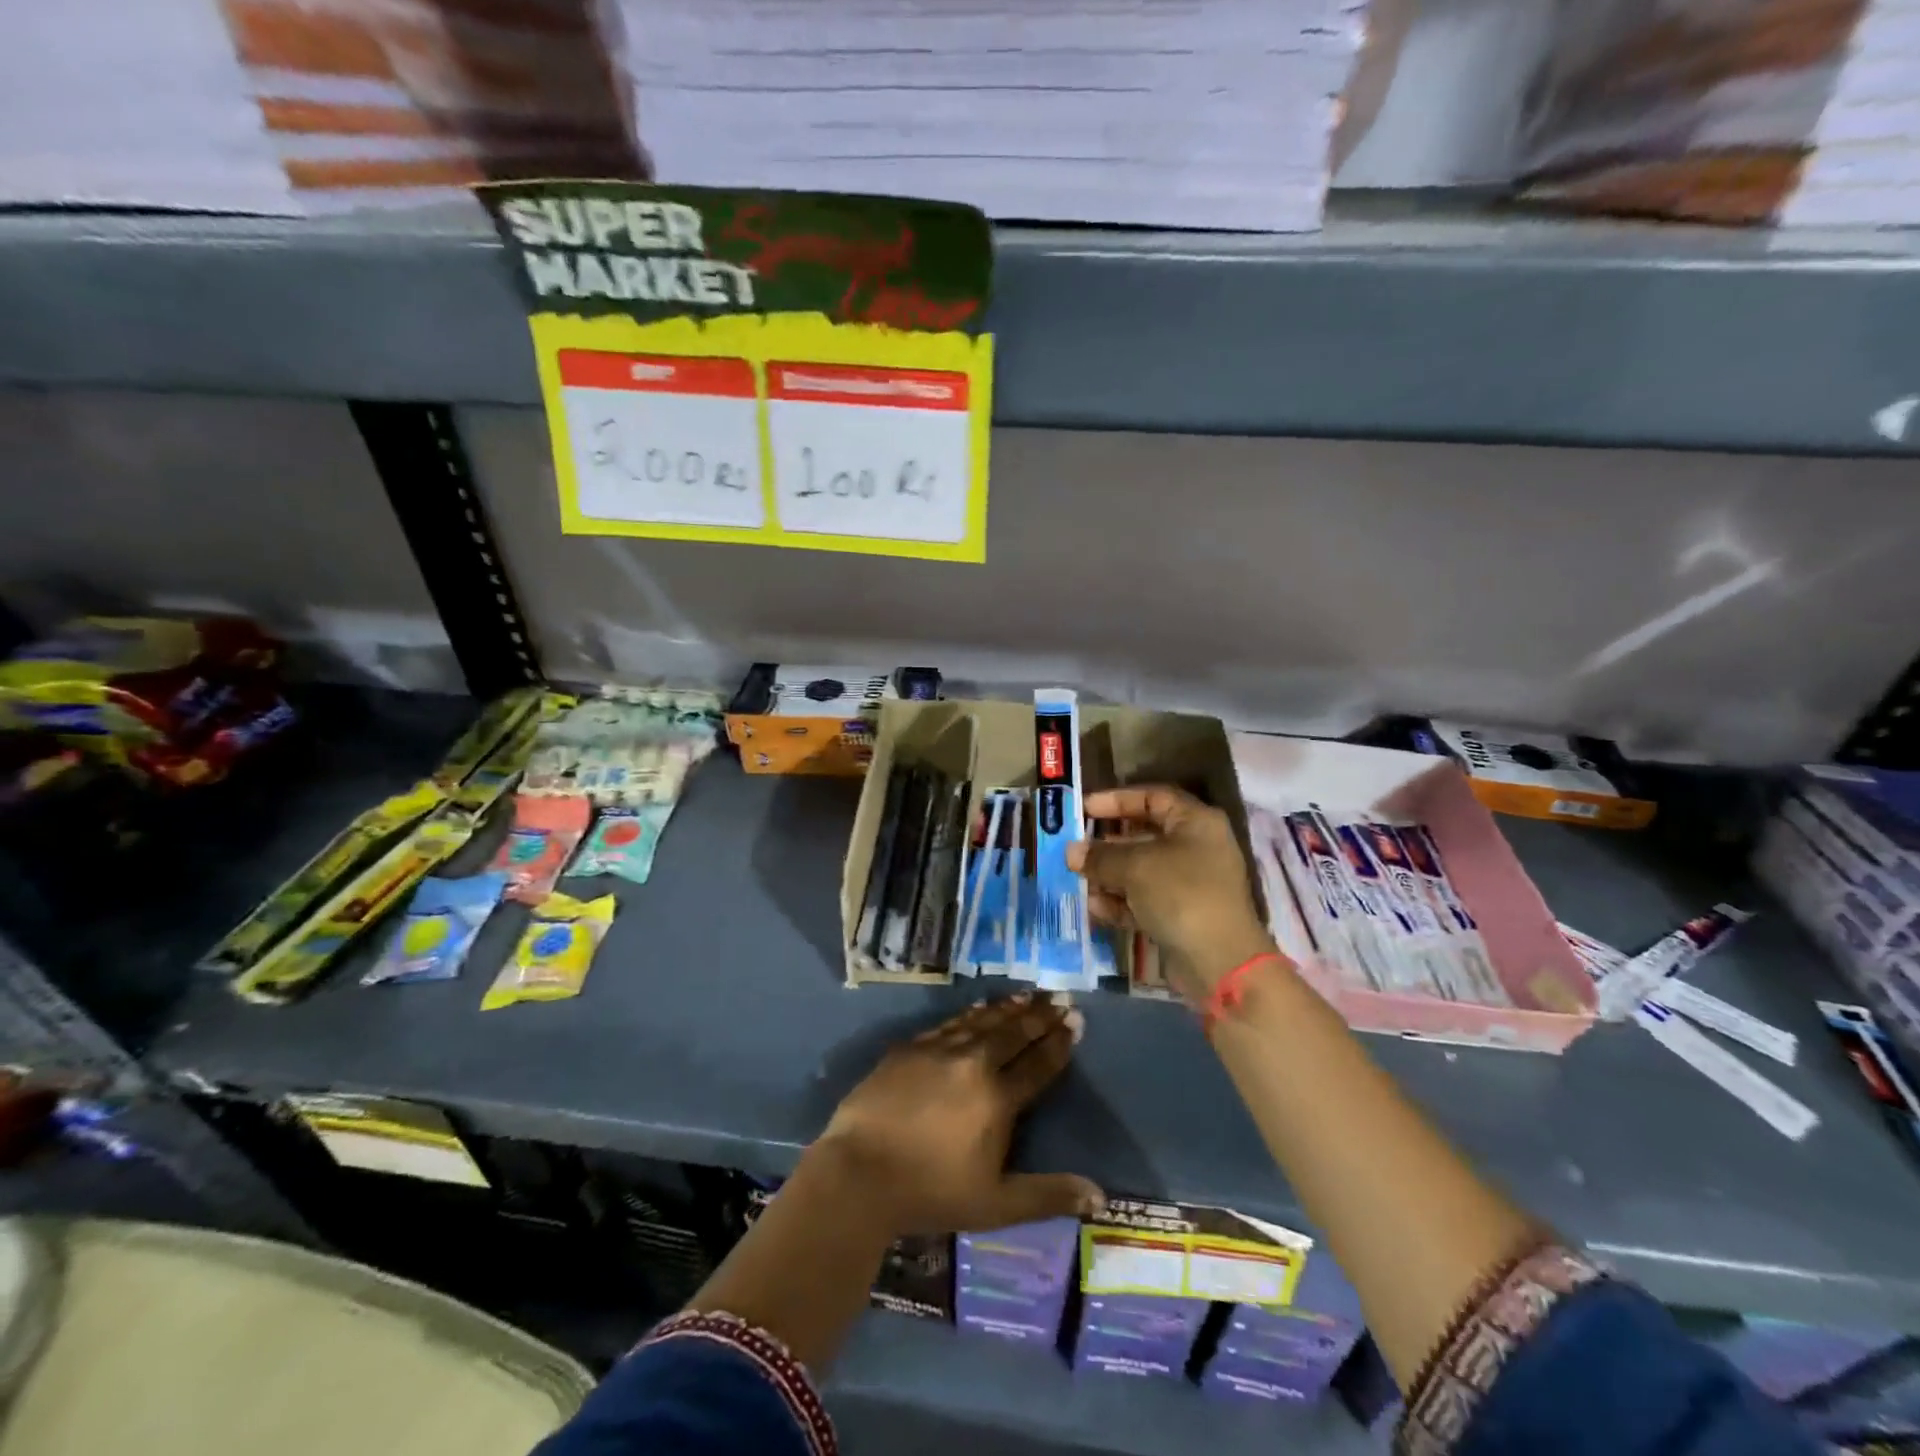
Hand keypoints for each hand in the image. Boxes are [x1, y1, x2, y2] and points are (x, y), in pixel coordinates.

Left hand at [810, 995, 1103, 1237]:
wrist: (859, 1172)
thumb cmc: (930, 1192)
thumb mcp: (995, 1204)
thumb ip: (1047, 1195)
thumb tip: (1099, 1197)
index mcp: (997, 1099)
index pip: (1037, 1064)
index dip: (1058, 1043)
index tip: (1075, 1021)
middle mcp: (972, 1064)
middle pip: (1013, 1033)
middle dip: (1040, 1016)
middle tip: (1060, 997)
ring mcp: (938, 1051)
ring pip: (982, 1021)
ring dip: (1009, 1008)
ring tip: (1029, 995)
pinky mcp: (909, 1048)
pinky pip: (950, 1023)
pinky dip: (971, 1014)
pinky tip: (980, 1008)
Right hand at [1068, 785, 1277, 994]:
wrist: (1219, 962)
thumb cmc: (1181, 894)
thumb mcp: (1135, 867)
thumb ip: (1100, 856)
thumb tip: (1071, 851)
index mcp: (1195, 822)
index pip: (1152, 797)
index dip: (1116, 799)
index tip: (1084, 808)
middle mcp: (1196, 848)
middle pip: (1144, 835)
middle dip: (1107, 842)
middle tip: (1074, 845)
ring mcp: (1189, 884)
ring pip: (1141, 870)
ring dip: (1108, 874)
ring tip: (1077, 878)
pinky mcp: (1181, 915)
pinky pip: (1144, 900)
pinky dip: (1120, 902)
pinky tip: (1094, 907)